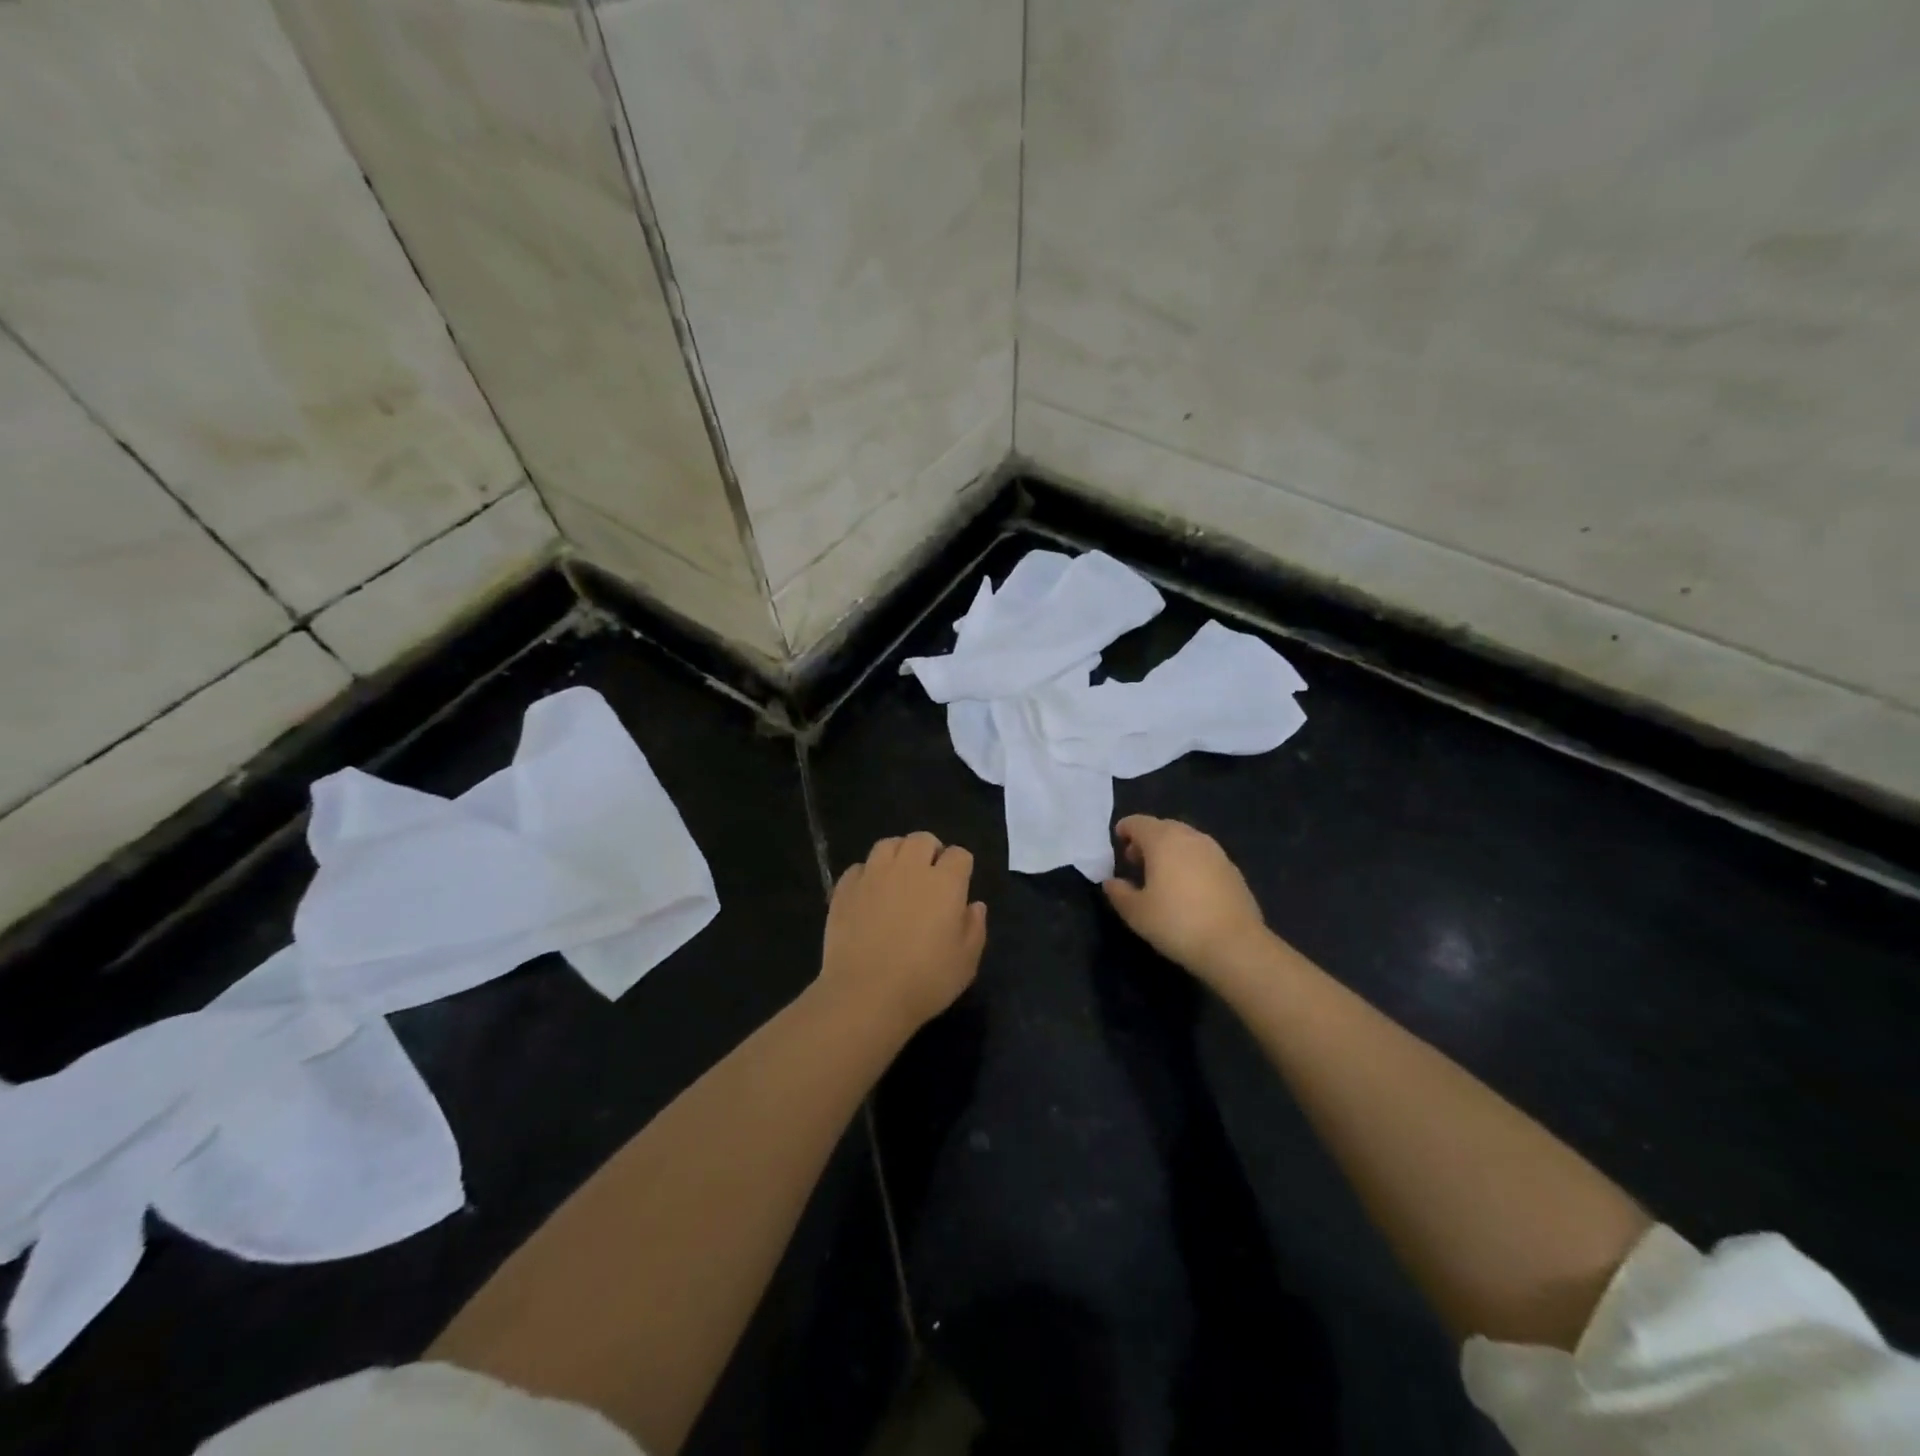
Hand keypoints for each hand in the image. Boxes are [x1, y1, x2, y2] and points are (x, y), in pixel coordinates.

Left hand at [819, 832, 986, 1032]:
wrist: (865, 995)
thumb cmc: (925, 981)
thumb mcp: (966, 962)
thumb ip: (975, 927)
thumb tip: (974, 905)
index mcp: (945, 883)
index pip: (959, 854)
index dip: (961, 867)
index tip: (959, 886)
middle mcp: (909, 869)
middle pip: (922, 839)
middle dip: (930, 851)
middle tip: (929, 877)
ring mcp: (873, 875)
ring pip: (888, 844)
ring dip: (898, 855)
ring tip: (898, 877)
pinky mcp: (845, 889)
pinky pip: (859, 868)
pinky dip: (867, 875)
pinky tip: (869, 895)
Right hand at [1103, 815, 1270, 980]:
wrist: (1235, 945)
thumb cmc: (1177, 923)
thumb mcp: (1136, 912)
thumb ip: (1118, 892)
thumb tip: (1112, 882)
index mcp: (1163, 840)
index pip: (1138, 823)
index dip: (1125, 830)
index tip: (1118, 843)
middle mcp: (1190, 837)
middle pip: (1163, 827)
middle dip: (1147, 840)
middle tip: (1136, 862)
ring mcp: (1215, 852)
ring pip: (1185, 840)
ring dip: (1169, 850)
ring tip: (1161, 876)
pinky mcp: (1232, 869)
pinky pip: (1203, 856)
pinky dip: (1189, 863)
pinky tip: (1188, 889)